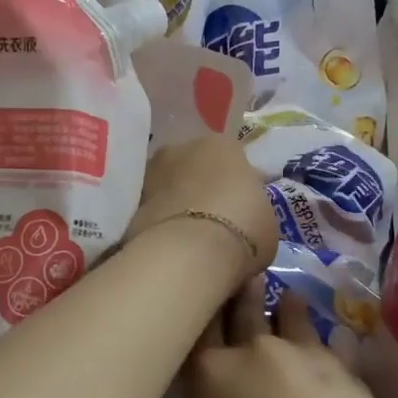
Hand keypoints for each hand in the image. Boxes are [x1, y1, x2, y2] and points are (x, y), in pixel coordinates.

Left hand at [125, 138, 278, 295]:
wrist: (189, 252)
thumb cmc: (243, 227)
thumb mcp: (267, 220)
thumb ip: (253, 209)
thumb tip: (245, 215)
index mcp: (222, 144)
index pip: (233, 160)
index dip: (239, 186)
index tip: (244, 211)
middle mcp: (182, 148)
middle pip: (197, 169)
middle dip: (205, 192)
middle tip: (216, 225)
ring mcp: (152, 173)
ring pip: (172, 189)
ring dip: (180, 207)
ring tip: (192, 242)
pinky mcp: (130, 203)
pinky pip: (154, 213)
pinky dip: (162, 226)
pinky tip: (174, 249)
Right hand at [185, 280, 397, 397]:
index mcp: (211, 378)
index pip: (196, 330)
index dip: (195, 311)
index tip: (196, 295)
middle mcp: (255, 352)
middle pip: (242, 310)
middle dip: (239, 292)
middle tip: (240, 274)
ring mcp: (305, 355)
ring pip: (289, 316)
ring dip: (284, 307)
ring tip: (287, 298)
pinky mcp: (346, 368)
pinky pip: (328, 342)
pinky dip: (322, 339)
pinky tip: (329, 337)